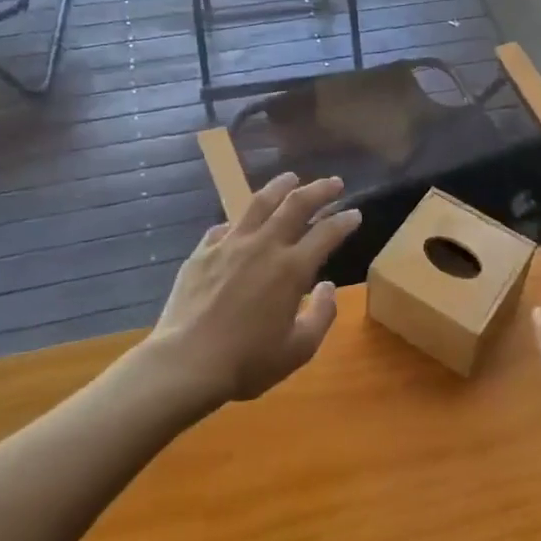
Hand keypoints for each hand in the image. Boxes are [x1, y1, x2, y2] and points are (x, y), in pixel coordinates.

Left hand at [146, 173, 361, 407]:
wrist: (186, 362)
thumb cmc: (247, 361)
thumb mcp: (298, 349)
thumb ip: (321, 315)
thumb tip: (328, 286)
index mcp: (292, 269)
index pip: (327, 233)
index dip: (344, 221)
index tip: (355, 214)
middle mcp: (264, 246)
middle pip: (296, 205)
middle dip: (319, 190)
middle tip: (334, 183)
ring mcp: (230, 244)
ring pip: (259, 203)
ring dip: (280, 187)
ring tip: (291, 178)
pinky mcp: (203, 251)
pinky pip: (225, 226)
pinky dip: (240, 220)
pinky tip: (241, 222)